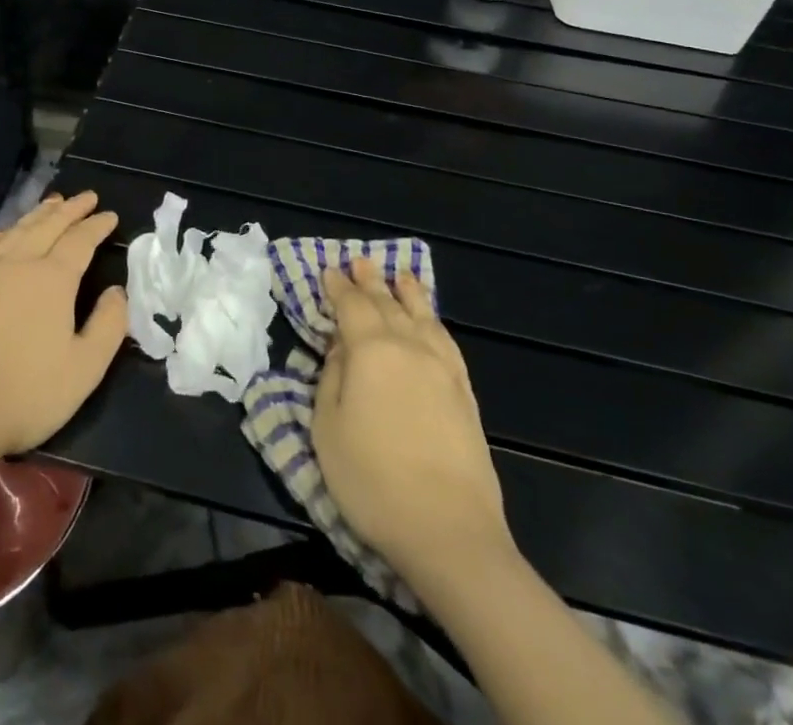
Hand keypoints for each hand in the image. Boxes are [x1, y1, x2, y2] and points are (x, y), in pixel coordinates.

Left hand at [0, 191, 127, 461]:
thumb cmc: (26, 393)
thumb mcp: (85, 368)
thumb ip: (108, 325)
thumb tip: (118, 291)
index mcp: (52, 279)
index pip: (80, 241)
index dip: (97, 226)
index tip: (110, 215)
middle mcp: (18, 264)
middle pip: (48, 225)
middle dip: (70, 208)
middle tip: (87, 196)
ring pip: (17, 230)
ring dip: (39, 214)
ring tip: (52, 203)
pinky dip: (7, 232)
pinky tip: (8, 234)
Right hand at [312, 259, 512, 586]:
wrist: (448, 530)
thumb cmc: (372, 480)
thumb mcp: (327, 428)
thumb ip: (331, 378)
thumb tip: (341, 349)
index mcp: (370, 350)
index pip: (350, 305)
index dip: (338, 287)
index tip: (329, 270)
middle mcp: (408, 346)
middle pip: (386, 303)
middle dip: (370, 280)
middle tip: (360, 261)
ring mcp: (441, 367)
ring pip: (421, 315)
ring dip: (406, 292)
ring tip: (399, 275)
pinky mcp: (464, 391)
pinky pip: (445, 339)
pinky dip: (433, 320)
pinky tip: (430, 320)